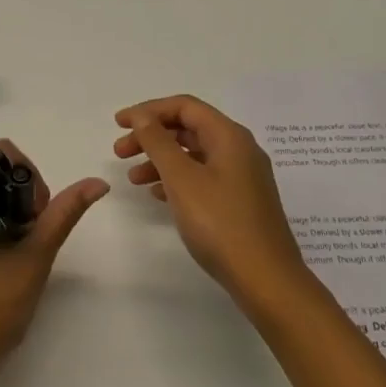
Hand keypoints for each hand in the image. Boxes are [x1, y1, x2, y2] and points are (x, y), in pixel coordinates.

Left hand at [0, 139, 107, 386]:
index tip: (35, 218)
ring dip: (18, 213)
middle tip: (32, 238)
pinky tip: (11, 256)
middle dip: (25, 196)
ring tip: (22, 251)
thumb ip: (62, 216)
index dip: (27, 178)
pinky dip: (6, 225)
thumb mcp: (31, 261)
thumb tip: (98, 183)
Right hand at [114, 95, 308, 310]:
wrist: (266, 280)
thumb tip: (142, 116)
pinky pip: (203, 176)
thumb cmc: (220, 223)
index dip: (148, 110)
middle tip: (119, 152)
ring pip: (194, 154)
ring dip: (161, 159)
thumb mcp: (182, 179)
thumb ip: (158, 142)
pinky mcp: (241, 201)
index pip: (184, 106)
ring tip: (133, 179)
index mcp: (229, 136)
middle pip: (188, 128)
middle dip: (151, 136)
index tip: (119, 123)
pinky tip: (158, 195)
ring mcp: (243, 176)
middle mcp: (239, 149)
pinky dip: (177, 179)